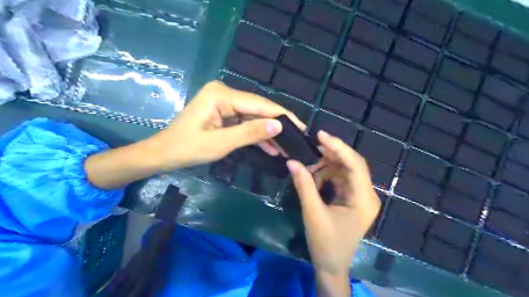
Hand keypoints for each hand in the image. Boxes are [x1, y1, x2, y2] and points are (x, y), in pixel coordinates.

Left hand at [150, 81, 302, 168]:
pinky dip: (256, 136)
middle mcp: (225, 94)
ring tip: (287, 148)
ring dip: (268, 134)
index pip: (259, 104)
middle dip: (277, 126)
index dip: (282, 116)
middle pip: (258, 110)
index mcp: (222, 95)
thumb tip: (279, 126)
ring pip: (254, 118)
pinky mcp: (224, 114)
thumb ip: (250, 133)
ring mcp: (225, 104)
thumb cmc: (187, 148)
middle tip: (297, 140)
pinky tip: (271, 148)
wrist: (164, 154)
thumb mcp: (221, 143)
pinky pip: (245, 124)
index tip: (301, 127)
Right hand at [285, 131, 380, 284]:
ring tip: (308, 167)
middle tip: (310, 147)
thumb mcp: (312, 213)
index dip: (338, 147)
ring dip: (326, 165)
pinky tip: (314, 177)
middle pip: (352, 164)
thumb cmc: (325, 243)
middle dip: (331, 154)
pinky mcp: (352, 198)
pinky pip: (340, 179)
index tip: (320, 135)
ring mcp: (360, 196)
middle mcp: (367, 194)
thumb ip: (304, 185)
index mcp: (363, 199)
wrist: (331, 265)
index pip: (354, 165)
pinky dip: (326, 175)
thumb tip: (292, 161)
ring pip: (344, 170)